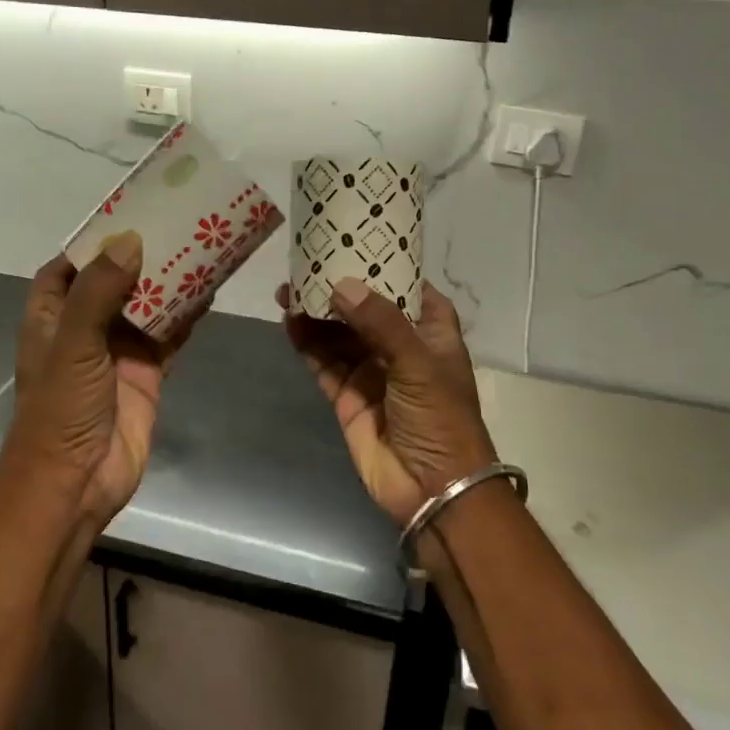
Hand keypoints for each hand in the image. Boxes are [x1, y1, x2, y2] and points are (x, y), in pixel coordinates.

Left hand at [4, 232, 196, 526]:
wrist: (76, 485)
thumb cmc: (61, 409)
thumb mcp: (74, 344)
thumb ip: (98, 292)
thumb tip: (130, 240)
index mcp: (52, 318)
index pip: (66, 268)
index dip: (91, 243)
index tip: (126, 215)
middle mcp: (83, 329)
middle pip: (113, 281)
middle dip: (140, 256)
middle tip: (176, 223)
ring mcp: (117, 352)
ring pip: (146, 306)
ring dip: (168, 283)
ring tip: (200, 247)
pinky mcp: (146, 374)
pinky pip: (169, 336)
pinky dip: (186, 316)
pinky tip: (210, 292)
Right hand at [279, 278, 494, 525]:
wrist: (433, 490)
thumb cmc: (441, 417)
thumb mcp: (418, 363)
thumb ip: (381, 322)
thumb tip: (341, 284)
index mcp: (430, 330)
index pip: (405, 286)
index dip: (379, 264)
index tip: (349, 240)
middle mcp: (400, 345)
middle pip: (363, 307)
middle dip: (336, 288)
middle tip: (304, 266)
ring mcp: (372, 370)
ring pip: (339, 333)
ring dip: (316, 314)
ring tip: (288, 290)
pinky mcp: (348, 395)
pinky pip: (324, 362)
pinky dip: (308, 343)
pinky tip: (290, 322)